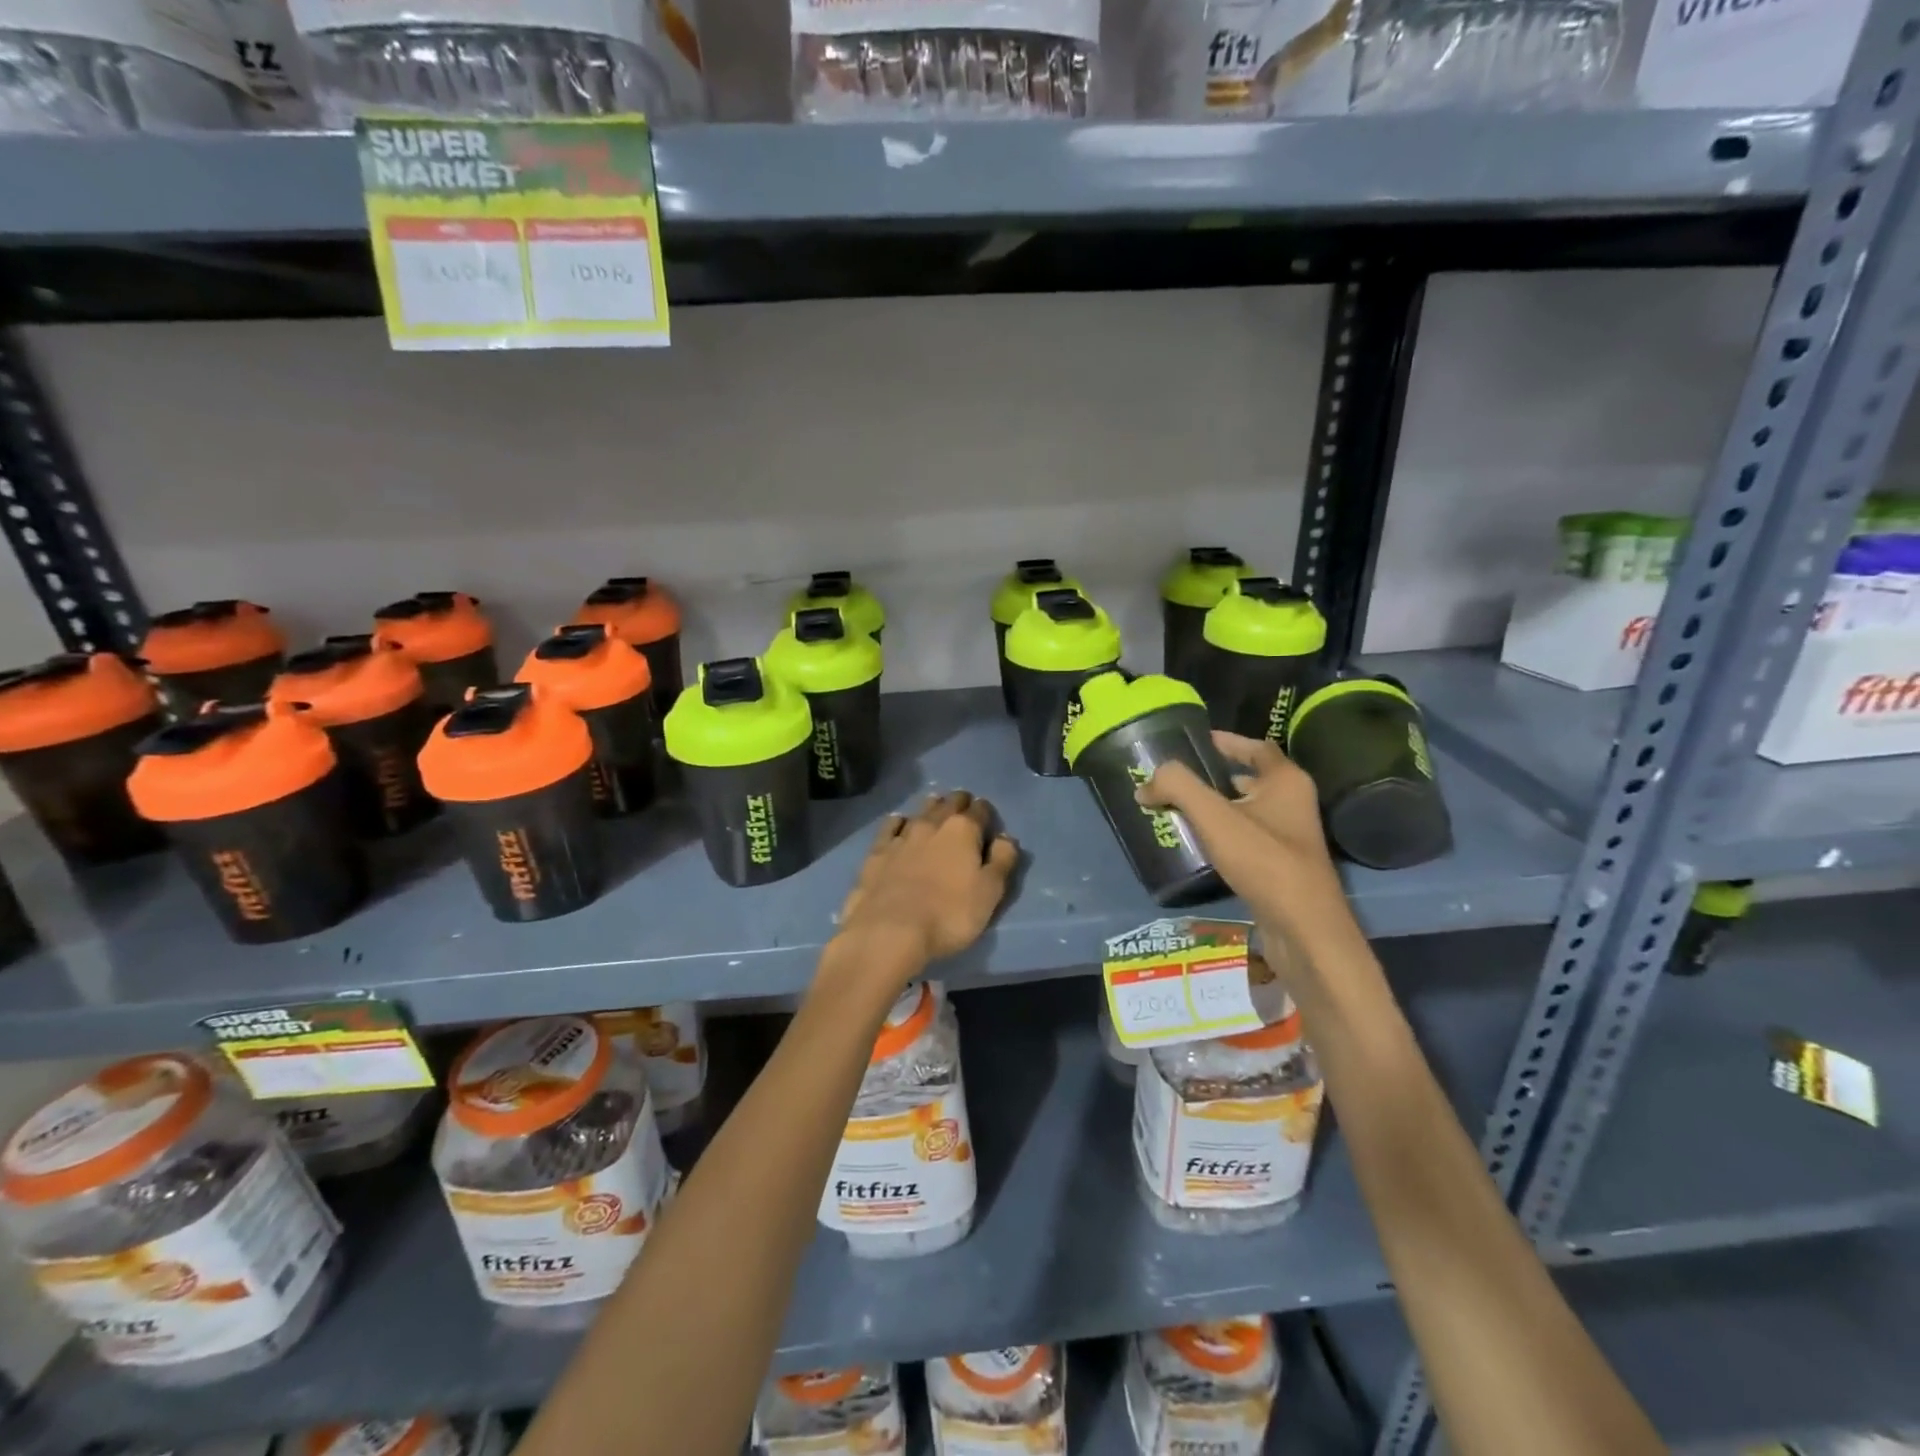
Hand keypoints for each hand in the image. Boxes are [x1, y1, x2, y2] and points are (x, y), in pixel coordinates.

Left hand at [836, 791, 1019, 969]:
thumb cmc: (949, 915)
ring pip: (920, 810)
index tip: (987, 820)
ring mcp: (902, 835)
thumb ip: (1002, 861)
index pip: (980, 809)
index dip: (986, 813)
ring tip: (936, 810)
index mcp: (963, 830)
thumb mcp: (990, 893)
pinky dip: (899, 822)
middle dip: (959, 803)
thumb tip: (1006, 838)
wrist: (890, 931)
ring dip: (931, 807)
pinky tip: (900, 825)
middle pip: (949, 803)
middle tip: (963, 810)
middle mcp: (932, 824)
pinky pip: (890, 826)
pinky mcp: (877, 851)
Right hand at [1137, 733, 1356, 959]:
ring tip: (1177, 807)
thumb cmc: (1264, 860)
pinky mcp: (1281, 866)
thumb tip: (1145, 784)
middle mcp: (1293, 803)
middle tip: (1176, 778)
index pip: (1256, 746)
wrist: (1303, 928)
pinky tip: (1197, 843)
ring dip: (1215, 806)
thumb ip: (1177, 788)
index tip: (1195, 741)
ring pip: (1246, 810)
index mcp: (1286, 781)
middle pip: (1250, 778)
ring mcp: (1289, 837)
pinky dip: (1222, 833)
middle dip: (1214, 776)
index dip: (1226, 741)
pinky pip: (1246, 837)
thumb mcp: (1214, 816)